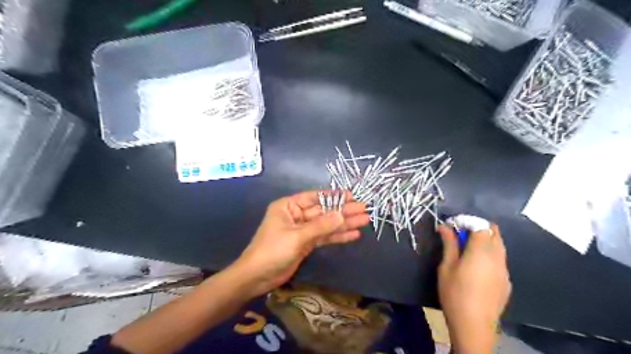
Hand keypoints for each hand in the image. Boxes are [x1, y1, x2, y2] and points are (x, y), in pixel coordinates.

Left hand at [232, 191, 370, 298]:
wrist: (257, 277)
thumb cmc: (273, 250)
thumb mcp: (297, 236)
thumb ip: (321, 226)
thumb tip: (342, 214)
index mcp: (289, 206)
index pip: (315, 197)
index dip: (334, 196)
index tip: (352, 196)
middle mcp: (296, 215)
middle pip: (324, 211)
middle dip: (343, 211)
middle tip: (364, 209)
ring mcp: (302, 230)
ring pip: (326, 225)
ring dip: (344, 224)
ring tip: (364, 221)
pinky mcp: (306, 244)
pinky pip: (324, 237)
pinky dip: (337, 236)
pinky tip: (353, 234)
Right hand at [440, 225, 511, 353]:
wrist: (474, 326)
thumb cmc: (455, 293)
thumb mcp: (446, 267)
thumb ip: (449, 244)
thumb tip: (445, 227)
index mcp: (481, 251)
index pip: (481, 225)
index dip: (467, 221)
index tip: (452, 226)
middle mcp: (497, 257)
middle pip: (494, 232)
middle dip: (477, 228)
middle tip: (459, 236)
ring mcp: (504, 270)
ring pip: (499, 245)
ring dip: (484, 241)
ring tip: (466, 250)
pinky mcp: (506, 281)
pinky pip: (500, 259)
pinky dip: (489, 254)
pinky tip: (477, 267)